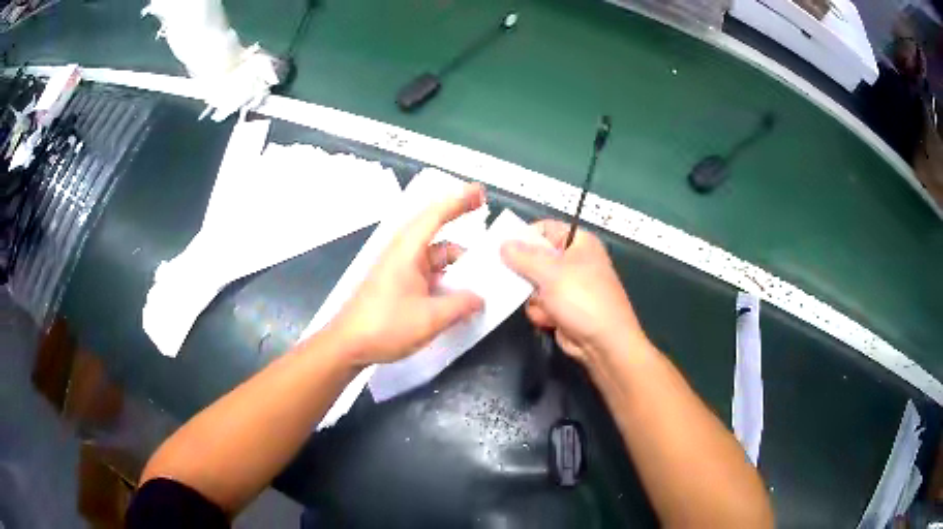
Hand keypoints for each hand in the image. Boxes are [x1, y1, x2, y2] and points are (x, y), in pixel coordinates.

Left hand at [328, 184, 485, 366]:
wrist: (347, 346)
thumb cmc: (385, 326)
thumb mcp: (430, 318)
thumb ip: (461, 305)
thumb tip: (480, 299)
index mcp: (407, 250)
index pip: (436, 214)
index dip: (459, 200)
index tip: (481, 193)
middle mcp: (403, 253)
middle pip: (438, 236)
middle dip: (464, 239)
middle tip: (490, 247)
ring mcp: (399, 269)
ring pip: (435, 258)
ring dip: (456, 267)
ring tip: (481, 283)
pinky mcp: (397, 285)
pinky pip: (428, 274)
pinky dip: (445, 280)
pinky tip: (459, 297)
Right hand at [500, 220, 647, 365]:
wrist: (603, 343)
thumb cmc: (582, 299)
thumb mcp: (551, 272)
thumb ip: (523, 257)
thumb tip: (503, 244)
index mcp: (578, 242)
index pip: (544, 229)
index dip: (524, 237)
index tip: (502, 248)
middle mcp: (573, 261)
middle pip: (535, 258)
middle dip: (525, 273)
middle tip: (512, 279)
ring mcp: (567, 286)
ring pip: (533, 283)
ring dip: (534, 297)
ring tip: (544, 305)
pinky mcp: (561, 307)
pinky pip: (539, 303)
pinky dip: (541, 312)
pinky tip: (550, 320)